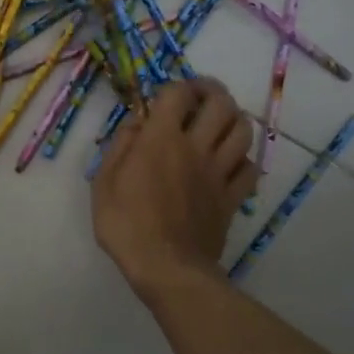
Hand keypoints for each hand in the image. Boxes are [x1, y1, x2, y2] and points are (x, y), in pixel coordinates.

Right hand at [92, 79, 257, 291]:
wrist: (166, 267)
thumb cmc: (125, 224)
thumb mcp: (104, 182)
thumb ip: (120, 146)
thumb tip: (136, 122)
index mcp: (161, 139)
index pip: (178, 94)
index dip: (175, 86)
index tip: (165, 96)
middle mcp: (196, 147)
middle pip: (222, 103)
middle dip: (212, 91)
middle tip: (198, 96)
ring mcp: (219, 172)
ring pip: (243, 130)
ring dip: (233, 118)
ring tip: (218, 123)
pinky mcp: (233, 197)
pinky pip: (250, 168)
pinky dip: (243, 158)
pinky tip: (229, 161)